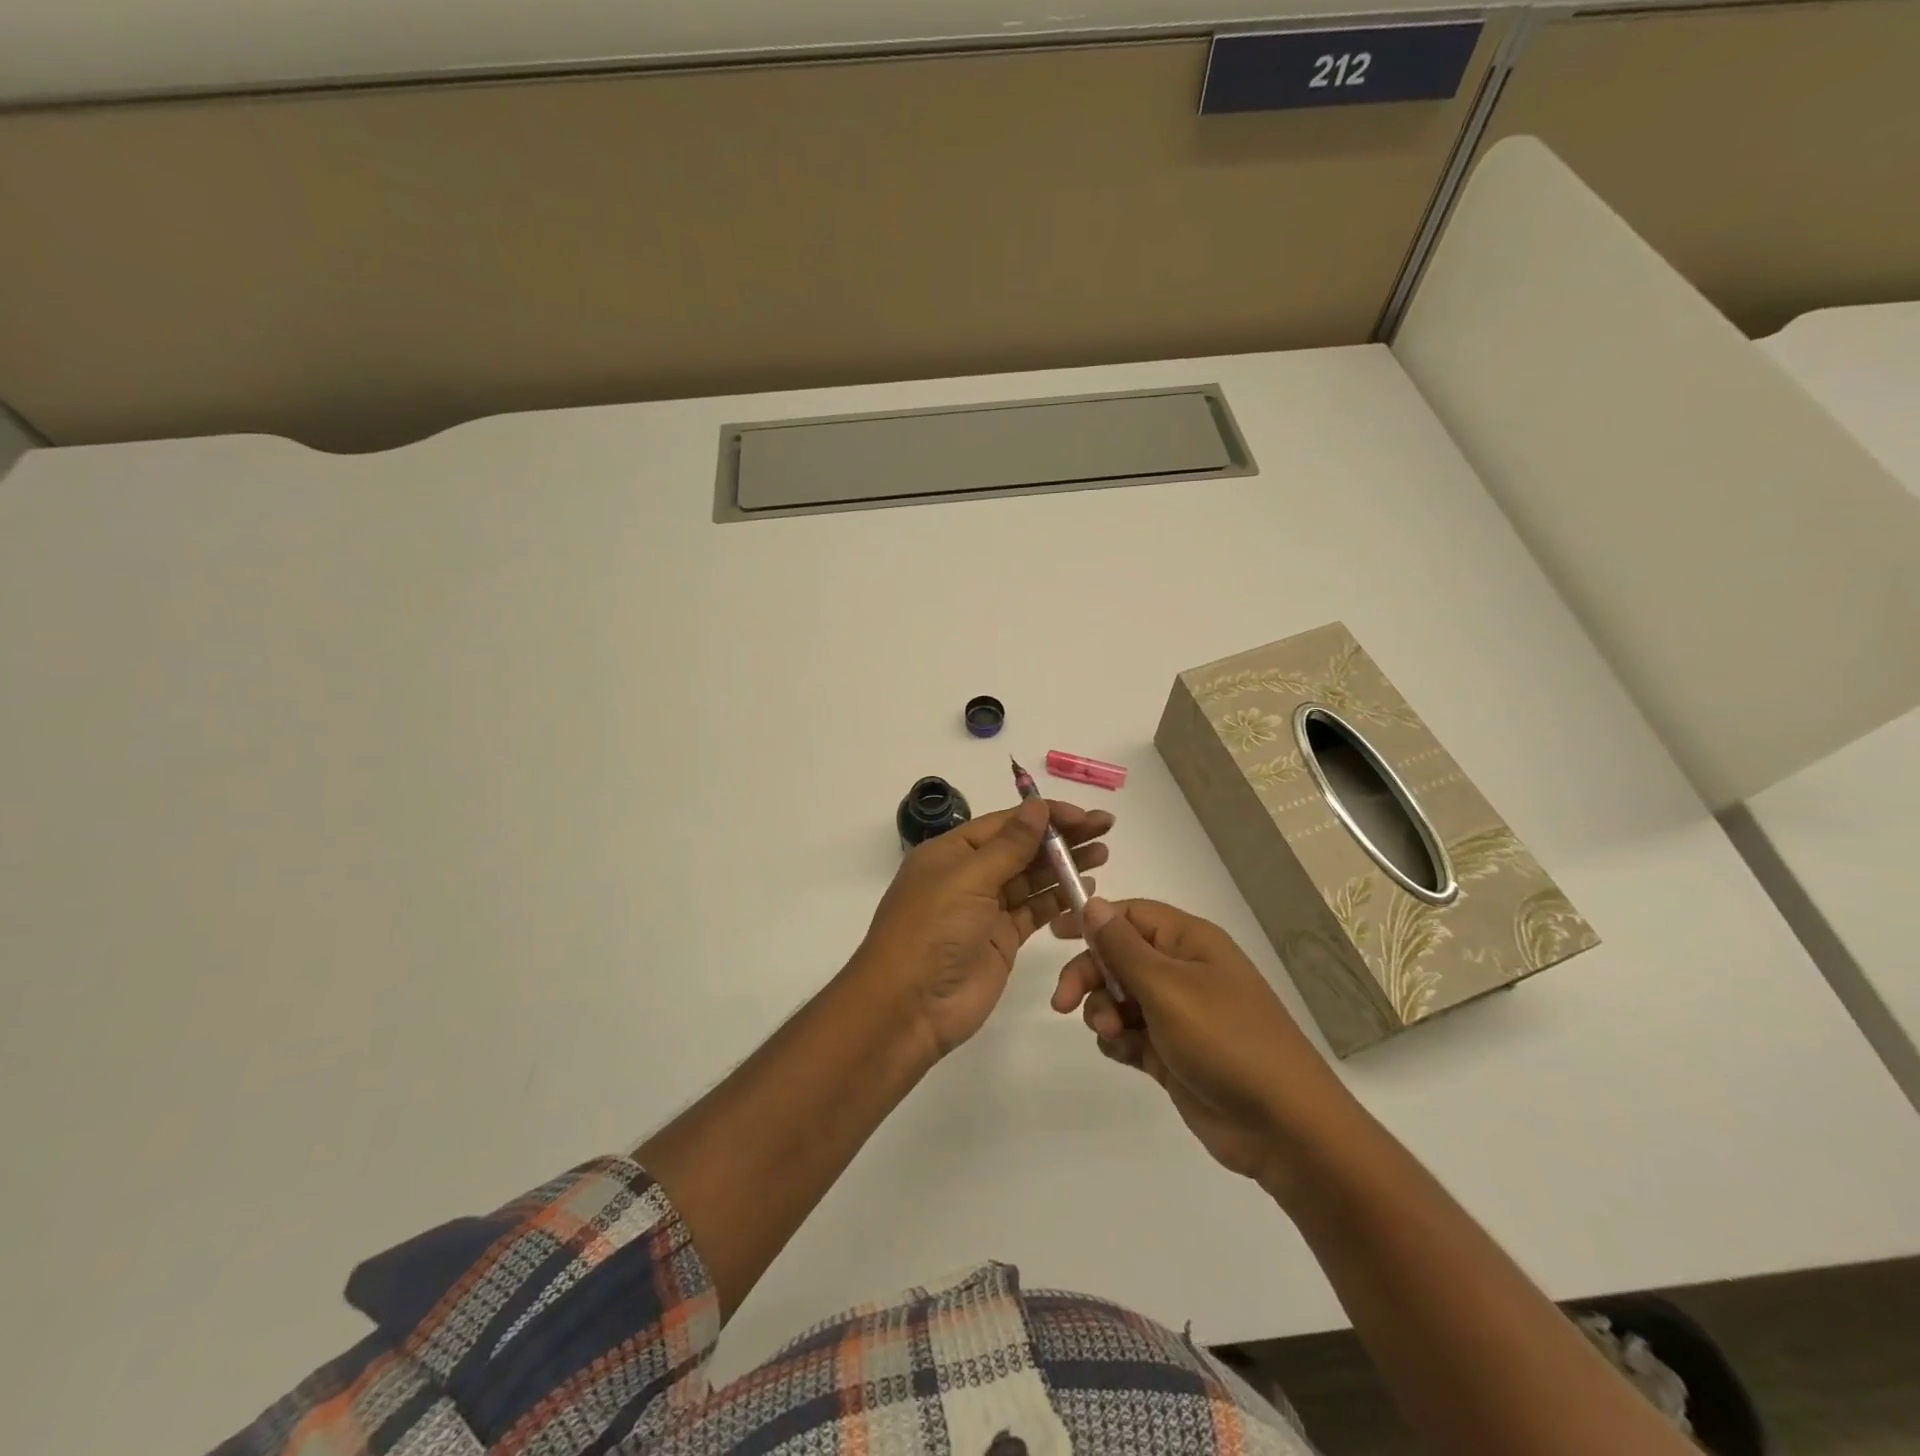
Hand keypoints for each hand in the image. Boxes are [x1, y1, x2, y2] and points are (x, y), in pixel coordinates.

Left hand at [858, 797, 1113, 1055]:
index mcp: (951, 852)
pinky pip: (1034, 910)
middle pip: (1022, 847)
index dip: (1046, 815)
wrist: (908, 1007)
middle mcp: (969, 875)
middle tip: (1105, 828)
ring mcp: (986, 909)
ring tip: (1103, 854)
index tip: (1085, 814)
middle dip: (1062, 837)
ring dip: (1064, 865)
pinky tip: (1085, 887)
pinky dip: (1058, 898)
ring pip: (1031, 878)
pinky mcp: (1001, 939)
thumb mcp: (968, 880)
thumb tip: (1037, 806)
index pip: (1006, 823)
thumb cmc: (931, 931)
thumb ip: (1008, 846)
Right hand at [1051, 898, 1351, 1191]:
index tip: (1053, 935)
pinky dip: (1119, 1040)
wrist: (1283, 1126)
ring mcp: (1179, 1014)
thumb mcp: (1167, 987)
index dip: (1092, 920)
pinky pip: (1131, 1033)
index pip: (1130, 915)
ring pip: (1120, 997)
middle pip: (1118, 957)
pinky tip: (1123, 1053)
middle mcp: (1183, 971)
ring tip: (1114, 1034)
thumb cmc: (1225, 1040)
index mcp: (1189, 942)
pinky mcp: (1174, 1052)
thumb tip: (1092, 903)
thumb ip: (1122, 947)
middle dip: (1090, 976)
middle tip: (1064, 1004)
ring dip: (1104, 1011)